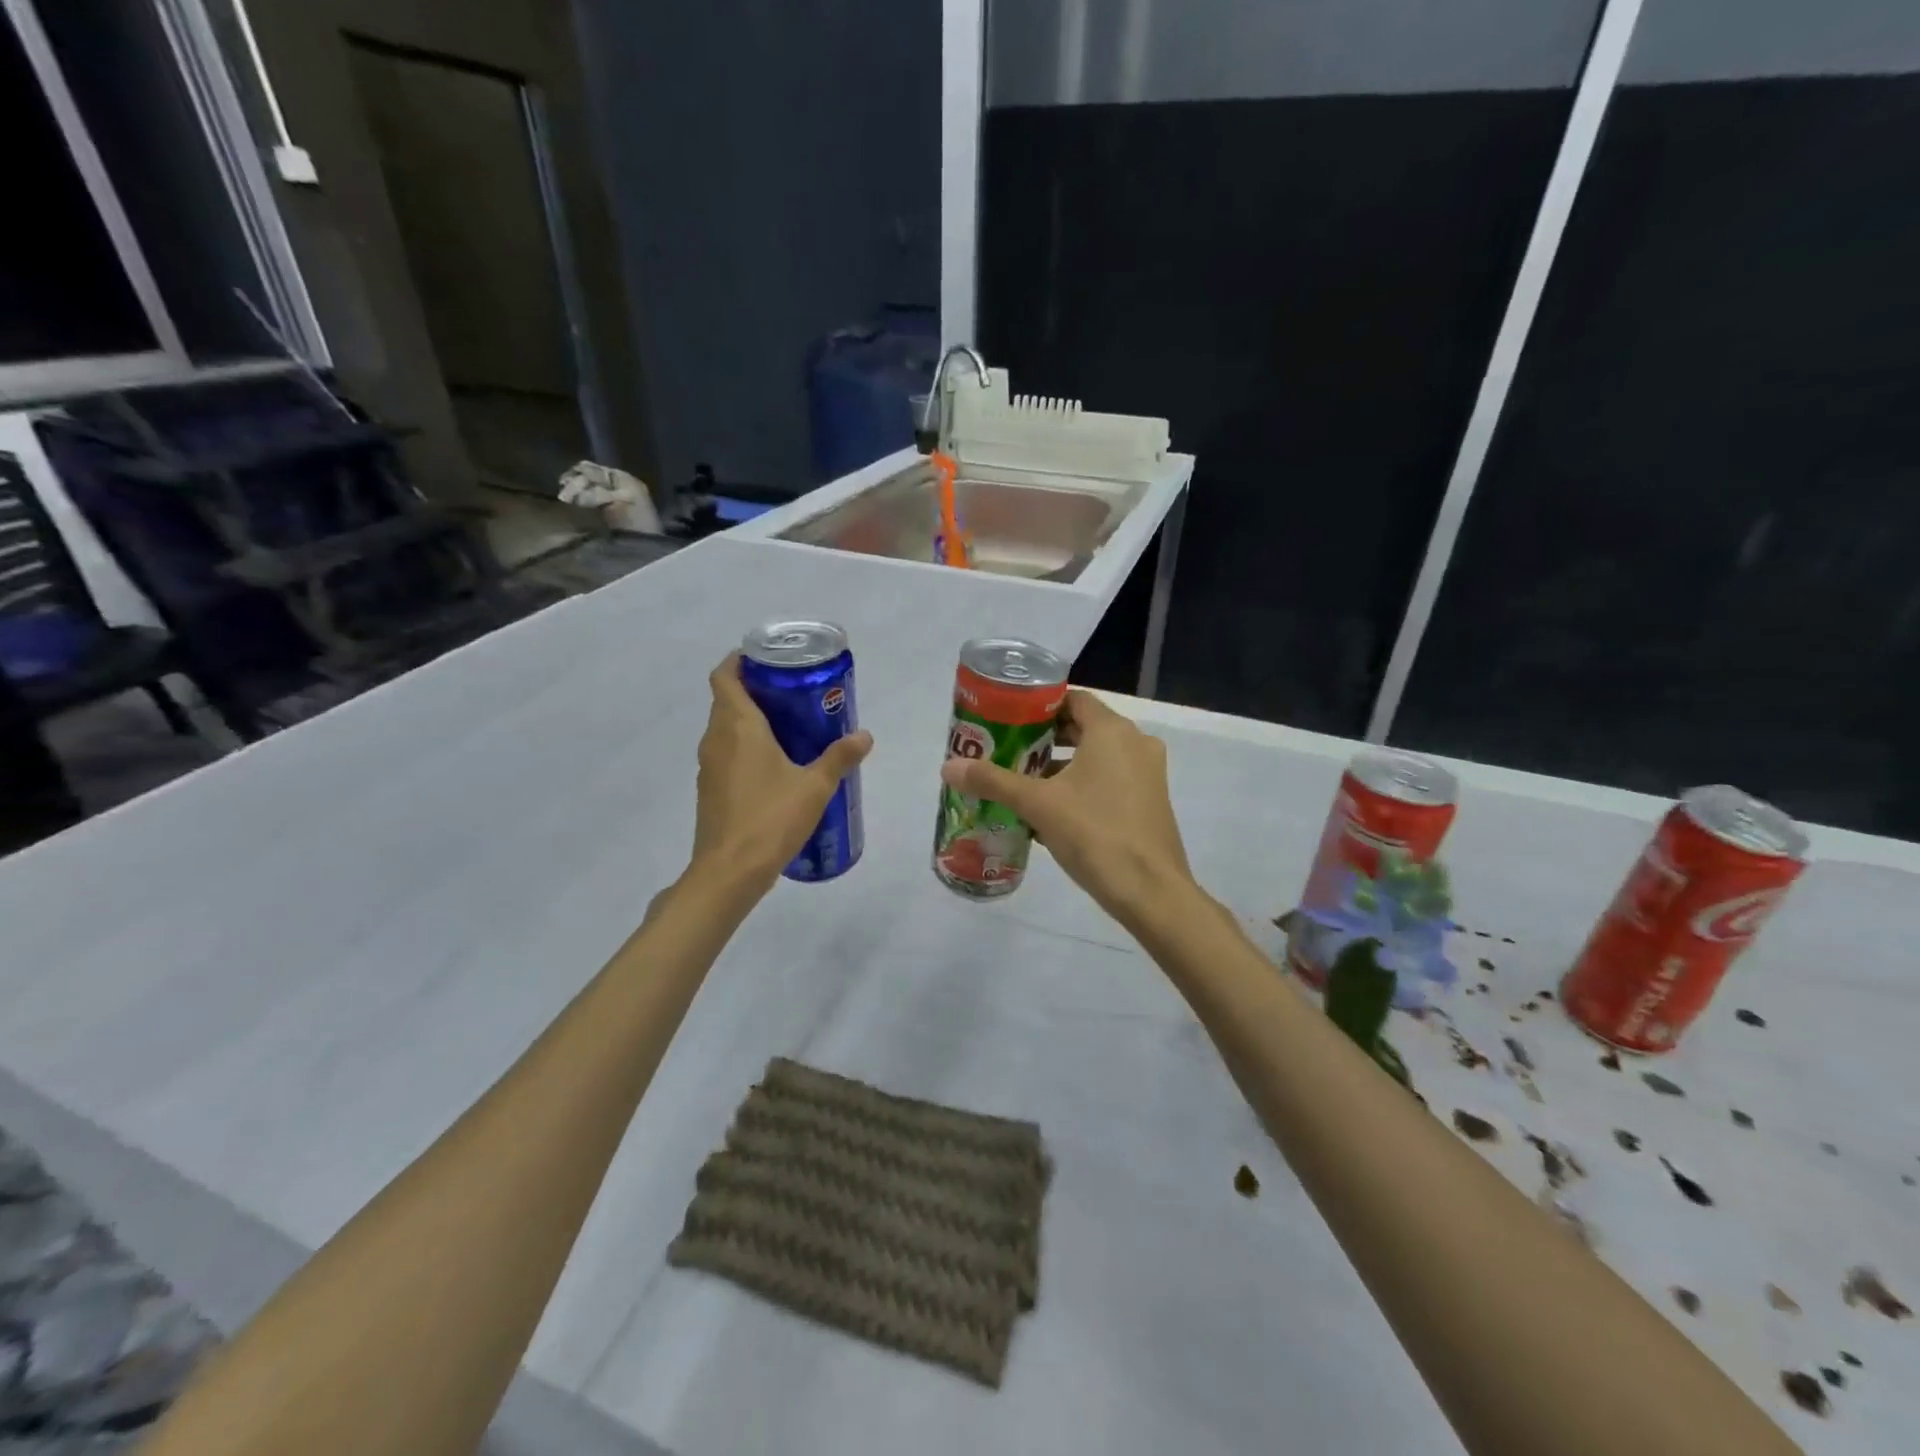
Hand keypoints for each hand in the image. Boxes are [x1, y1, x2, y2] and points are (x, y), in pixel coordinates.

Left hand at [691, 653, 872, 890]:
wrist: (729, 872)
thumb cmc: (771, 819)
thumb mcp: (815, 786)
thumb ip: (839, 757)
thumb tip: (865, 735)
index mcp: (738, 726)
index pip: (724, 676)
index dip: (738, 660)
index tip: (765, 658)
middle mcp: (716, 739)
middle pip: (726, 700)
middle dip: (754, 690)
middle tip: (791, 693)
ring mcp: (708, 766)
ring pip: (724, 728)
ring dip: (748, 721)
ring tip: (787, 727)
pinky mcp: (710, 789)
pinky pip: (725, 754)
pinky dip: (744, 747)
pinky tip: (774, 766)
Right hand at [939, 690, 1191, 927]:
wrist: (1151, 892)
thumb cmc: (1095, 834)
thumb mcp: (1038, 805)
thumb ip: (993, 781)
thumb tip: (948, 767)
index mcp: (1112, 731)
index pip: (1072, 700)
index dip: (1038, 707)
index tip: (1007, 719)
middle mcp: (1135, 743)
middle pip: (1083, 728)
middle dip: (1044, 739)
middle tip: (1007, 751)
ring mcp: (1147, 774)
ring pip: (1096, 758)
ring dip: (1061, 767)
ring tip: (1022, 783)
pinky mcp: (1150, 802)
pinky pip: (1109, 781)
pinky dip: (1081, 786)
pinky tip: (1050, 812)